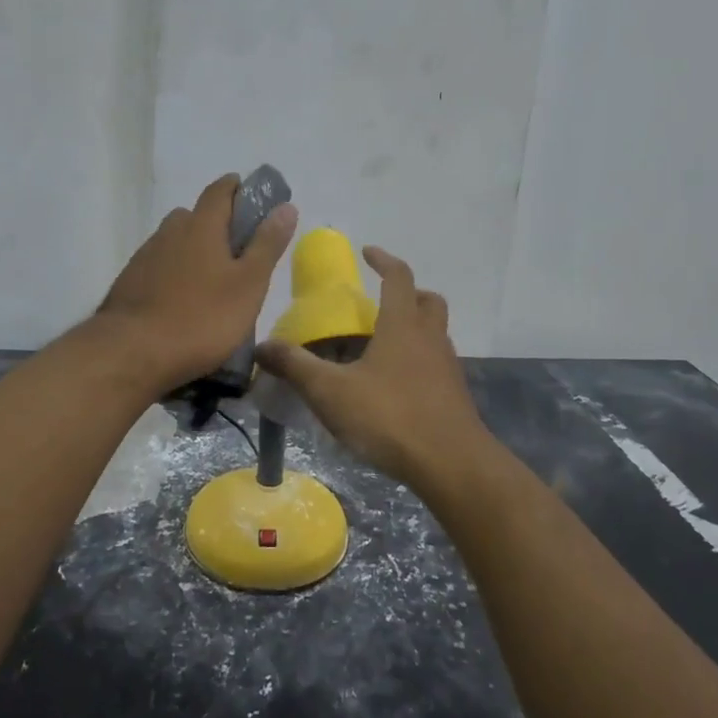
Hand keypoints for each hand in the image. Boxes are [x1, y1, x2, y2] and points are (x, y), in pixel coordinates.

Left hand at [97, 173, 297, 389]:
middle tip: (236, 250)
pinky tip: (181, 301)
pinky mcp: (128, 284)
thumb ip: (267, 244)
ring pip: (174, 242)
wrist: (132, 353)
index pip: (220, 191)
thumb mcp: (249, 284)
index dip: (236, 188)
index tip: (251, 197)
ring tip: (210, 280)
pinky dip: (172, 274)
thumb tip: (286, 207)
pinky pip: (157, 267)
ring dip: (192, 250)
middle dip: (215, 224)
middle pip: (194, 216)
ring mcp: (144, 257)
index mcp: (201, 226)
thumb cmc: (202, 318)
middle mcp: (170, 232)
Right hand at [256, 247, 489, 488]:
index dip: (384, 260)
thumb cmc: (390, 416)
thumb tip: (261, 346)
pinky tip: (397, 385)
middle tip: (382, 302)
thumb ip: (296, 366)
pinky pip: (438, 363)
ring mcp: (447, 367)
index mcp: (402, 325)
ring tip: (384, 346)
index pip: (399, 277)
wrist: (451, 464)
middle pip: (428, 301)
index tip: (368, 252)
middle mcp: (430, 338)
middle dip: (408, 293)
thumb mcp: (331, 392)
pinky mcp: (455, 395)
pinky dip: (420, 360)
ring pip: (436, 332)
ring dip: (416, 327)